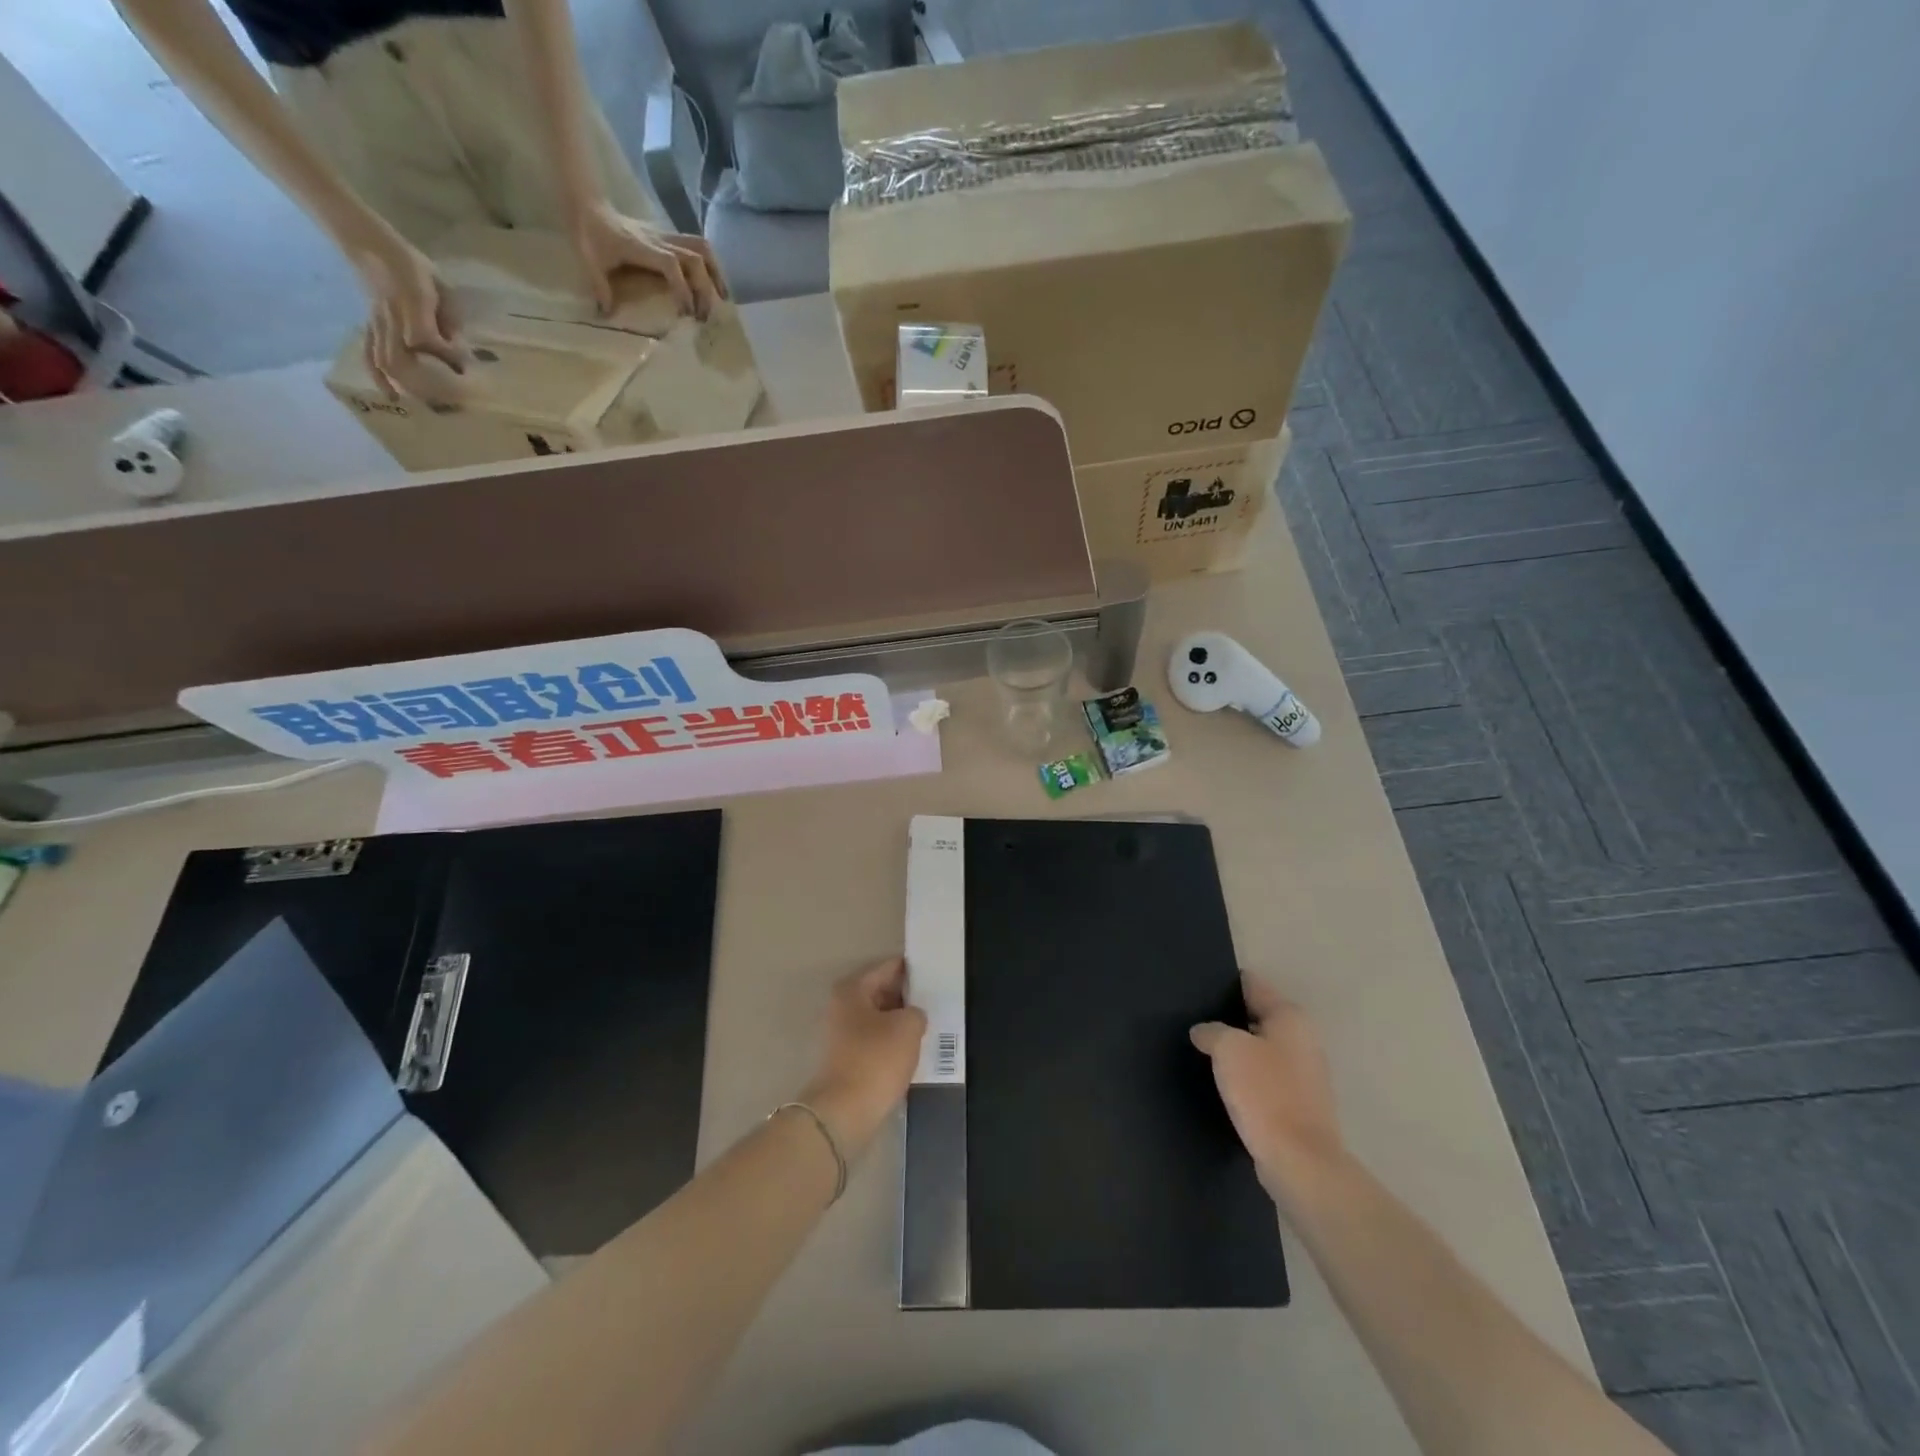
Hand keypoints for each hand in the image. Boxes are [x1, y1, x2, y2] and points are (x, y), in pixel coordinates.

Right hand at [346, 228, 467, 401]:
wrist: (372, 245)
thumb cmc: (414, 267)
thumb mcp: (442, 289)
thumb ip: (451, 318)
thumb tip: (460, 350)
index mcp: (411, 304)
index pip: (427, 339)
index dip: (447, 356)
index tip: (467, 368)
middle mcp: (391, 318)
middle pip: (401, 359)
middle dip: (426, 382)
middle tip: (451, 398)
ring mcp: (377, 323)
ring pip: (386, 361)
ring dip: (406, 385)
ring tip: (426, 404)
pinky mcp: (369, 326)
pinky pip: (368, 353)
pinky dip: (378, 376)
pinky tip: (390, 395)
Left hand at [567, 199, 724, 318]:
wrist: (589, 205)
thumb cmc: (590, 234)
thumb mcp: (589, 261)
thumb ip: (600, 288)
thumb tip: (606, 316)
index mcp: (642, 248)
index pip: (672, 265)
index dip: (684, 289)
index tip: (686, 314)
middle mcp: (660, 241)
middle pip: (695, 259)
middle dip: (705, 289)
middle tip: (704, 316)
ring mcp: (667, 237)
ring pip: (702, 249)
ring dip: (715, 273)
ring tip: (721, 298)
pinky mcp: (669, 237)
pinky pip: (699, 247)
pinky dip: (711, 265)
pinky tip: (713, 283)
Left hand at [800, 956, 926, 1158]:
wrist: (844, 1113)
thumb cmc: (875, 1060)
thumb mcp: (908, 1027)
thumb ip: (916, 1012)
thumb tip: (912, 1016)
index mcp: (852, 990)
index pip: (887, 968)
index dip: (911, 969)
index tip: (934, 972)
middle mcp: (842, 1007)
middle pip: (881, 993)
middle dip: (907, 997)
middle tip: (935, 1000)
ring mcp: (841, 1036)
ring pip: (879, 1020)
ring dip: (900, 1023)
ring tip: (929, 1026)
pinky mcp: (847, 1061)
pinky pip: (876, 1043)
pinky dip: (892, 1044)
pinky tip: (913, 1051)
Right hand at [1190, 974, 1346, 1201]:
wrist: (1299, 1162)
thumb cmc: (1264, 1092)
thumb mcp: (1227, 1049)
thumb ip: (1211, 1031)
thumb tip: (1204, 1032)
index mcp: (1291, 1017)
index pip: (1253, 985)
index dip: (1225, 983)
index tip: (1199, 986)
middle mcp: (1304, 1039)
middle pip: (1258, 1017)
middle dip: (1230, 1019)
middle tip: (1195, 1021)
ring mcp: (1305, 1074)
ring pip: (1262, 1049)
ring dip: (1239, 1051)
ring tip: (1204, 1052)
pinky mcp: (1300, 1104)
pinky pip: (1266, 1078)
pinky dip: (1248, 1078)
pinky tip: (1224, 1085)